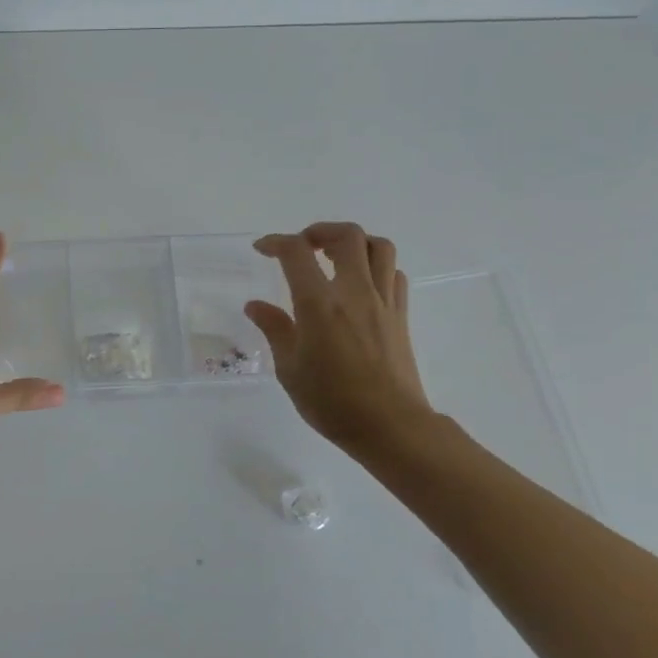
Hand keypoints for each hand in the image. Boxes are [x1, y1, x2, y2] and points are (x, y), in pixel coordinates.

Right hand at [244, 222, 434, 457]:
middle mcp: (355, 293)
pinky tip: (361, 284)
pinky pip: (394, 274)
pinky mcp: (401, 315)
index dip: (276, 242)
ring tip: (335, 256)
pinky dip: (376, 267)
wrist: (390, 426)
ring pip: (379, 247)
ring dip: (354, 242)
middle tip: (303, 247)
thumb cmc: (332, 402)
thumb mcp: (290, 369)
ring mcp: (383, 302)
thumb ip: (275, 329)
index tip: (262, 249)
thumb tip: (256, 305)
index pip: (296, 253)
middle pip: (347, 236)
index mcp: (320, 305)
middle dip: (320, 231)